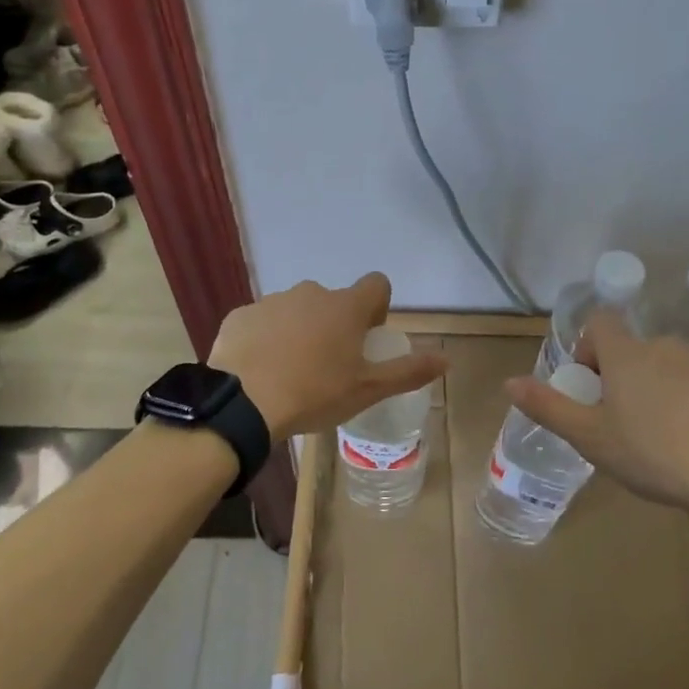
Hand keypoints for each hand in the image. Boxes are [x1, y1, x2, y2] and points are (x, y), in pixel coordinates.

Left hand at [210, 274, 447, 442]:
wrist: (242, 404)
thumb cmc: (314, 394)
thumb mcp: (368, 390)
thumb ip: (409, 371)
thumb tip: (447, 359)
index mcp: (345, 307)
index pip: (376, 284)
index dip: (376, 308)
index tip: (365, 338)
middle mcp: (310, 293)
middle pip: (333, 301)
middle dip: (334, 324)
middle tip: (327, 364)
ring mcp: (272, 301)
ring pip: (296, 310)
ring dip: (299, 330)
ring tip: (290, 371)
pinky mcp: (240, 315)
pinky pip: (262, 322)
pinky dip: (266, 338)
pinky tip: (260, 370)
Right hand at [504, 310, 688, 512]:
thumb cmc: (651, 454)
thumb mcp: (589, 437)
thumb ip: (547, 406)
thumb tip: (509, 382)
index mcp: (626, 354)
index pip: (600, 321)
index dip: (589, 347)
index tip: (591, 384)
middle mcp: (663, 346)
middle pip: (632, 348)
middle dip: (621, 375)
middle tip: (621, 420)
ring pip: (666, 365)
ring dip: (656, 385)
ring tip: (660, 433)